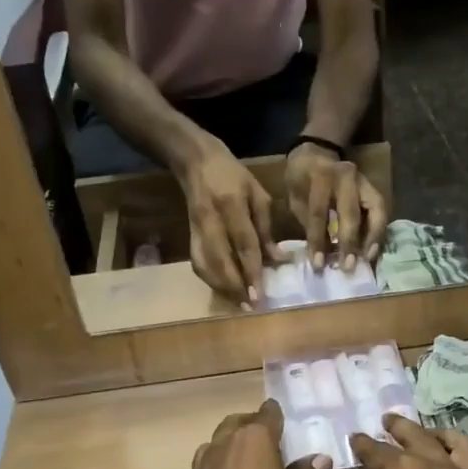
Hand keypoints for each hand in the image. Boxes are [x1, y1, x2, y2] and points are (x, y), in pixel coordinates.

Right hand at [181, 139, 277, 303]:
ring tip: (239, 303)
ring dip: (221, 287)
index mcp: (232, 205)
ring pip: (205, 266)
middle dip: (234, 286)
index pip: (243, 244)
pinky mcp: (189, 236)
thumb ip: (267, 228)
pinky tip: (225, 290)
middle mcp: (211, 220)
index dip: (252, 271)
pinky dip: (211, 280)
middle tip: (249, 306)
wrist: (196, 162)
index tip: (259, 294)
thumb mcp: (258, 194)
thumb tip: (278, 260)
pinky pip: (198, 264)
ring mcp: (196, 229)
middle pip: (220, 260)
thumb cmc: (234, 175)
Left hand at [183, 402, 332, 468]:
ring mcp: (206, 461)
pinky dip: (222, 460)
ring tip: (251, 459)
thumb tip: (319, 459)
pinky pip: (210, 459)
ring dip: (235, 441)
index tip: (287, 423)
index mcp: (255, 437)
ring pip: (221, 438)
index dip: (279, 415)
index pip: (269, 412)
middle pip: (240, 421)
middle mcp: (226, 441)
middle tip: (271, 441)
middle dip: (255, 425)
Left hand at [286, 142, 388, 272]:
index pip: (319, 213)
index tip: (318, 264)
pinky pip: (382, 211)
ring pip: (377, 210)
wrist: (317, 152)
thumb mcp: (295, 198)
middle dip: (350, 242)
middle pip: (352, 213)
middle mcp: (346, 177)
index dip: (318, 240)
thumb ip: (308, 223)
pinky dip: (379, 231)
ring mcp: (364, 181)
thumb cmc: (301, 179)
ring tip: (369, 259)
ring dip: (374, 237)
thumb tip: (320, 255)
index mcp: (320, 177)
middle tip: (348, 267)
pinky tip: (374, 249)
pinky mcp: (374, 188)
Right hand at [349, 416, 467, 468]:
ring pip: (453, 442)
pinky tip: (445, 457)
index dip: (363, 446)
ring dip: (435, 433)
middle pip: (415, 437)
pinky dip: (459, 452)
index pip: (377, 451)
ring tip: (423, 434)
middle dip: (397, 429)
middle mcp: (435, 466)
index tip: (355, 440)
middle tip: (385, 423)